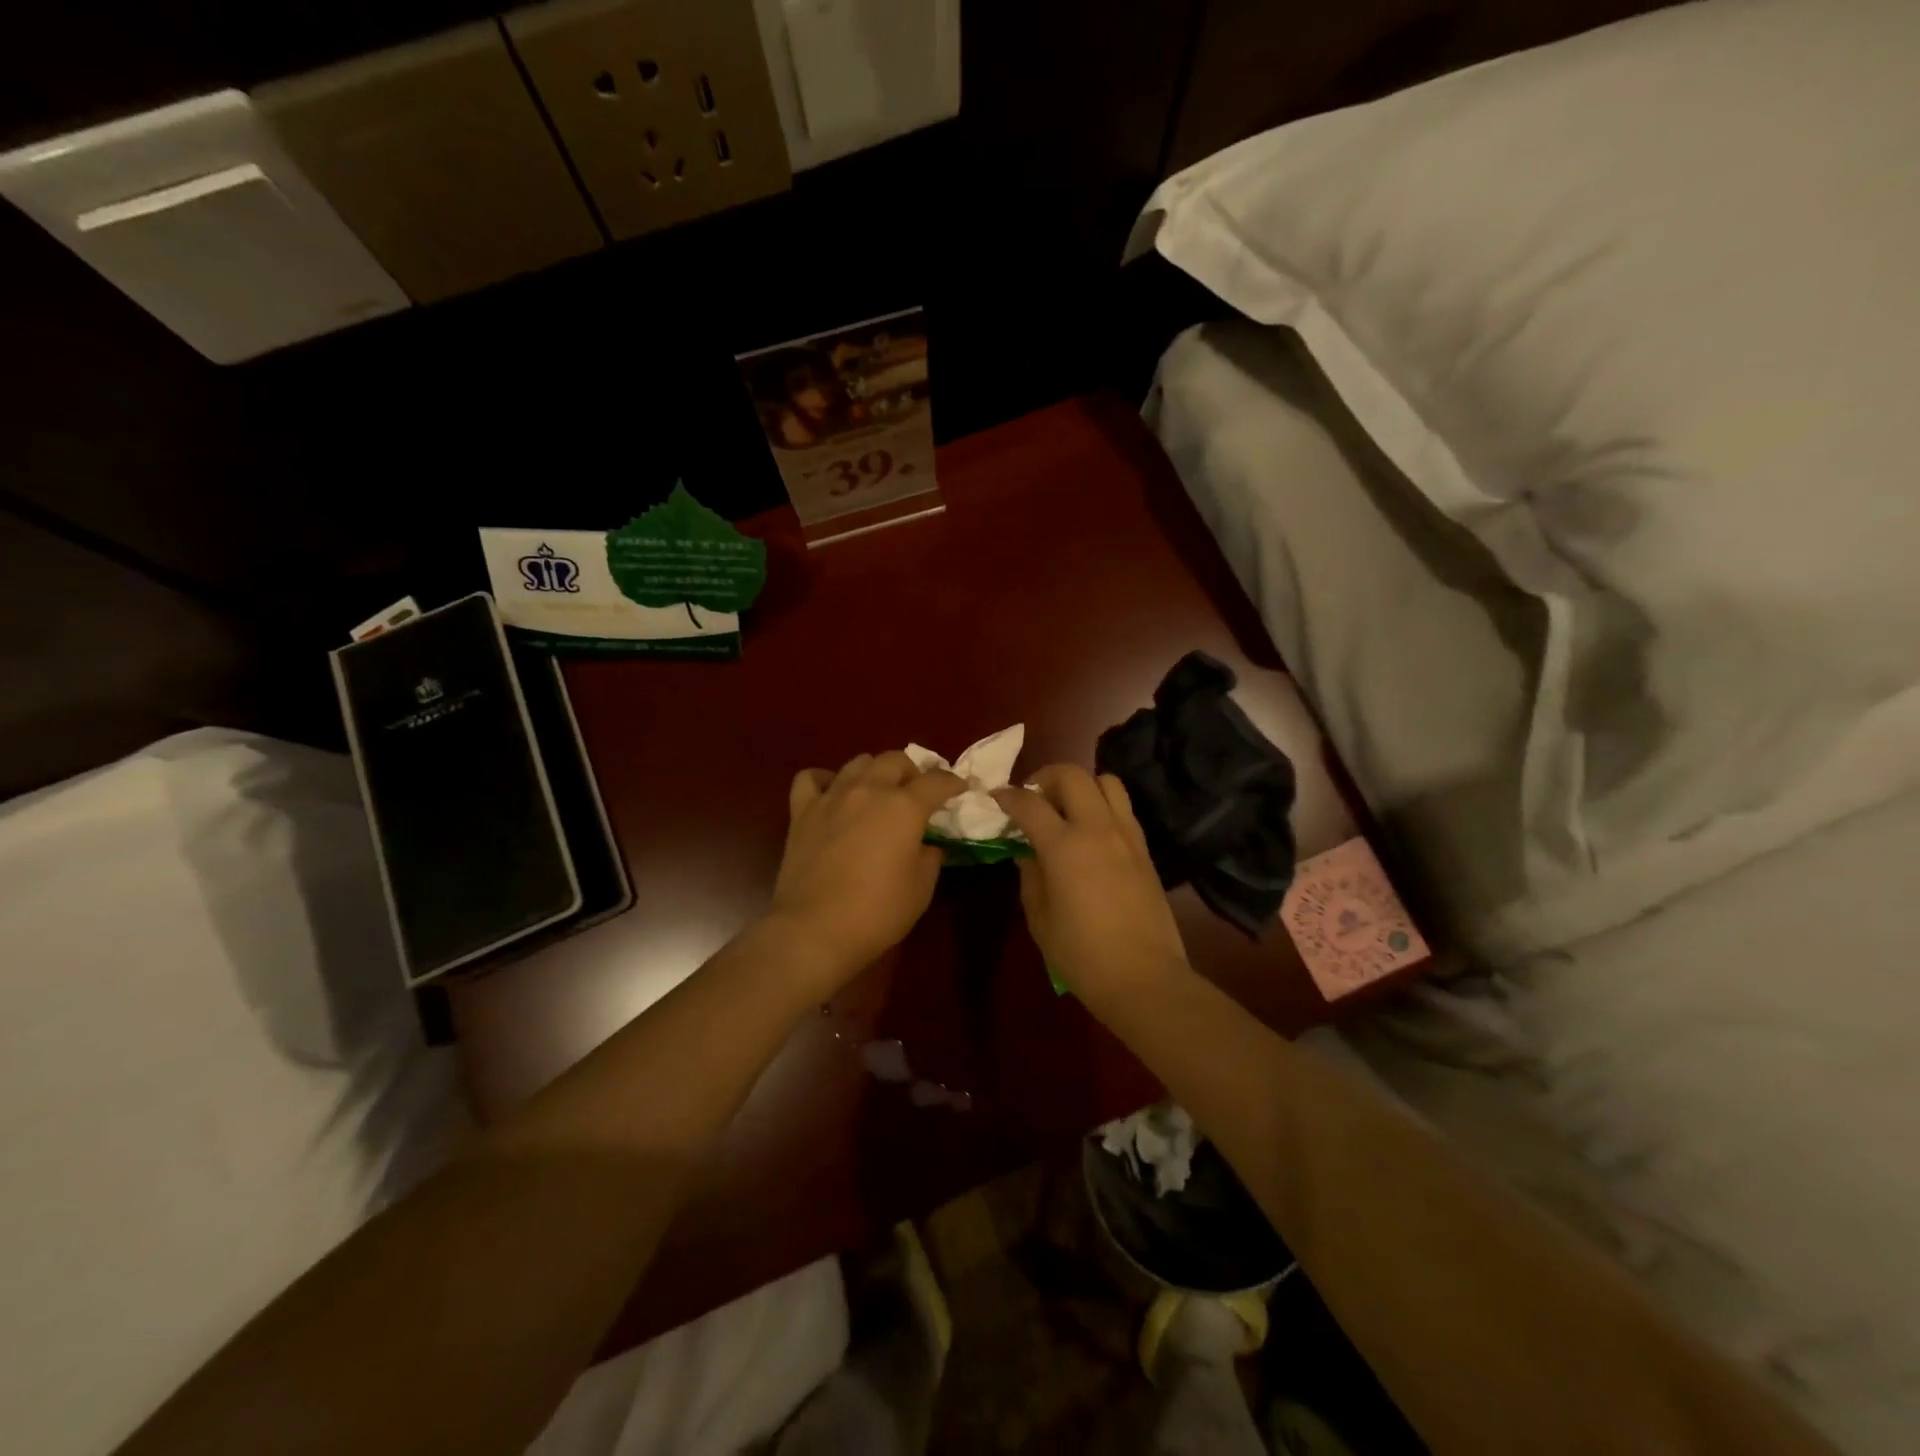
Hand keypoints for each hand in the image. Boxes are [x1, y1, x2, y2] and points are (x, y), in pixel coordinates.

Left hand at [770, 751, 962, 983]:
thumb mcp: (922, 888)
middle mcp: (869, 790)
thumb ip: (930, 856)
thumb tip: (928, 845)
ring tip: (879, 791)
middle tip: (918, 792)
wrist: (815, 929)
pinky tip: (833, 794)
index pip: (937, 781)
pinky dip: (825, 780)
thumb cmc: (878, 912)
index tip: (960, 789)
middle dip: (913, 771)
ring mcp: (832, 797)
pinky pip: (811, 779)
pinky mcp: (802, 811)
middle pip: (895, 760)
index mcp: (904, 806)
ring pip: (857, 762)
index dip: (953, 783)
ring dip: (875, 771)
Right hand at [993, 765, 1192, 1007]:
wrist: (1143, 977)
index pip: (1029, 803)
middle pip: (1071, 775)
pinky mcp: (1144, 848)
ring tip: (1066, 807)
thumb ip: (1030, 875)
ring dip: (1081, 785)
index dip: (1008, 796)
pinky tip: (1091, 831)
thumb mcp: (1040, 917)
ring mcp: (1126, 835)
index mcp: (1064, 846)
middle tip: (1033, 797)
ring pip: (1105, 781)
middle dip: (1045, 776)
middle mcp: (1096, 828)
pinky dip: (1102, 805)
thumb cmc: (1081, 954)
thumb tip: (1027, 851)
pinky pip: (1122, 808)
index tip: (996, 798)